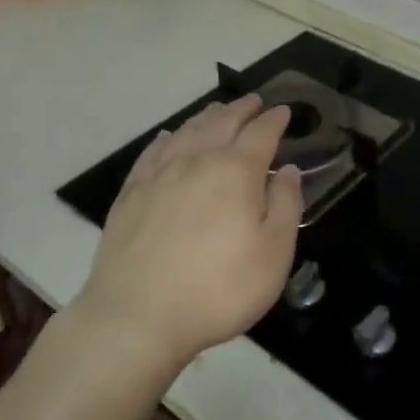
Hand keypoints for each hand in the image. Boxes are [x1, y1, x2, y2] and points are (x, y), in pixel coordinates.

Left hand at [76, 94, 302, 374]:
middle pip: (222, 122)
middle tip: (254, 101)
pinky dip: (168, 137)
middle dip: (242, 109)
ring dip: (208, 116)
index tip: (284, 111)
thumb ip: (285, 206)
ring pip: (187, 131)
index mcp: (236, 171)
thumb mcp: (273, 254)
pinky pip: (153, 151)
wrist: (135, 317)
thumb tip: (288, 171)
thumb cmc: (217, 289)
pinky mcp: (131, 193)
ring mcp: (160, 174)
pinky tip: (170, 136)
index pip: (261, 133)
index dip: (275, 120)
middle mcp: (197, 160)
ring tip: (219, 110)